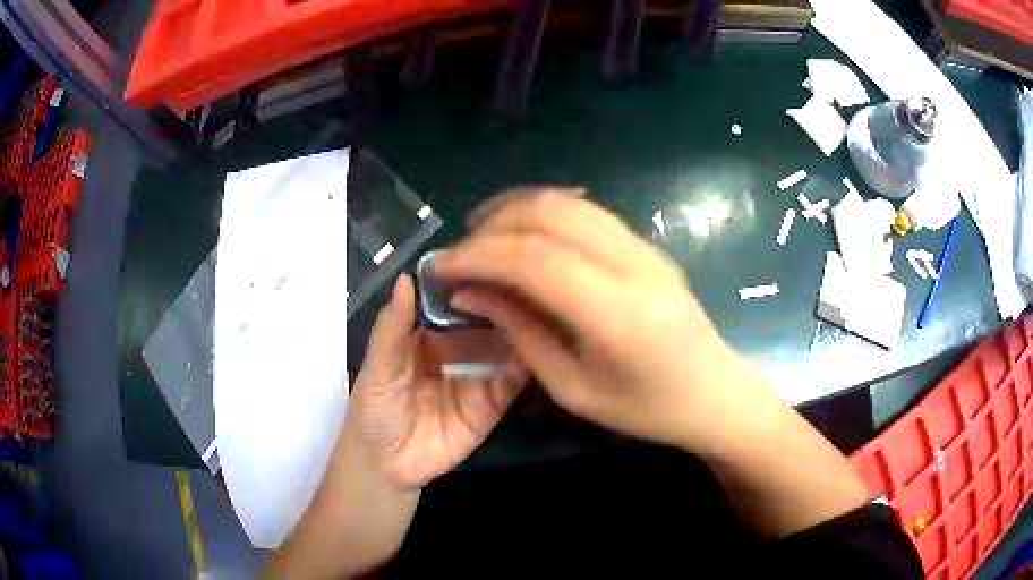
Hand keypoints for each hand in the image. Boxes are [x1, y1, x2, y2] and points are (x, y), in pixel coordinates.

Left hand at [344, 274, 528, 489]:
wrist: (386, 466)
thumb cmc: (374, 409)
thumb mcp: (379, 366)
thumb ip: (393, 326)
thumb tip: (407, 277)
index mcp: (431, 333)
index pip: (458, 300)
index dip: (474, 280)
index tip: (497, 254)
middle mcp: (460, 348)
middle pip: (488, 319)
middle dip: (507, 300)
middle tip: (533, 274)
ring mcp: (480, 375)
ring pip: (507, 345)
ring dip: (524, 326)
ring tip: (546, 301)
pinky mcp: (494, 404)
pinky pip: (514, 381)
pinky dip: (528, 363)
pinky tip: (543, 343)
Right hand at [435, 188, 757, 452]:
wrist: (713, 393)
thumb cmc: (645, 408)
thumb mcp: (573, 388)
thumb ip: (521, 332)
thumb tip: (471, 292)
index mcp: (615, 312)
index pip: (532, 258)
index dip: (477, 255)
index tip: (440, 267)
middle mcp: (631, 264)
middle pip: (547, 215)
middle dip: (490, 227)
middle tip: (459, 254)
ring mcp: (643, 246)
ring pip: (567, 202)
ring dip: (515, 210)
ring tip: (481, 236)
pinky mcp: (646, 243)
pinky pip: (586, 211)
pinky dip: (545, 212)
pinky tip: (523, 234)